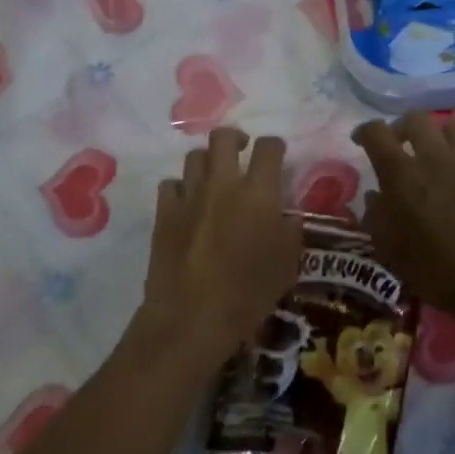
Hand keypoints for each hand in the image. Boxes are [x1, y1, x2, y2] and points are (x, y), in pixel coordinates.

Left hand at [142, 127, 302, 360]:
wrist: (192, 316)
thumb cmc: (249, 294)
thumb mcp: (287, 266)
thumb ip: (291, 233)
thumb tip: (287, 217)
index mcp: (259, 193)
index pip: (269, 148)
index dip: (274, 146)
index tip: (276, 155)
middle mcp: (223, 184)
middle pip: (224, 137)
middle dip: (235, 139)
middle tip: (241, 153)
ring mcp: (189, 195)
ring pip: (195, 156)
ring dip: (207, 162)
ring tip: (213, 179)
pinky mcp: (164, 212)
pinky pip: (171, 185)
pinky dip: (180, 189)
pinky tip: (186, 204)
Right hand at [352, 113, 454, 325]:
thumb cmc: (437, 272)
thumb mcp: (391, 251)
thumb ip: (377, 216)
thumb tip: (375, 195)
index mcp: (403, 176)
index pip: (377, 133)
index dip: (366, 131)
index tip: (362, 140)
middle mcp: (436, 158)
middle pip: (416, 119)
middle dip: (402, 128)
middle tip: (401, 145)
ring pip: (453, 125)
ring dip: (439, 136)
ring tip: (438, 155)